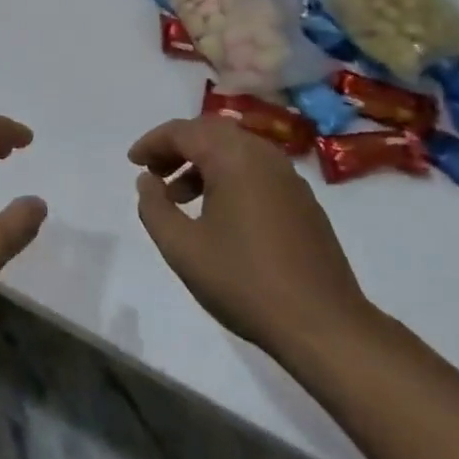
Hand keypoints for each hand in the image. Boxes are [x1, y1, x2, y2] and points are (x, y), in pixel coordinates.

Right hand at [130, 116, 380, 369]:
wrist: (325, 327)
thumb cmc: (245, 281)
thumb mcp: (182, 248)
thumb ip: (153, 207)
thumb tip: (147, 180)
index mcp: (234, 156)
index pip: (183, 131)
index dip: (152, 143)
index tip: (133, 162)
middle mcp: (263, 154)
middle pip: (210, 133)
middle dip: (177, 148)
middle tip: (153, 173)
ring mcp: (289, 177)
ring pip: (235, 152)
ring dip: (202, 164)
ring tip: (179, 198)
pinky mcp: (304, 202)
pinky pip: (256, 172)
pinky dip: (228, 178)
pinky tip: (218, 215)